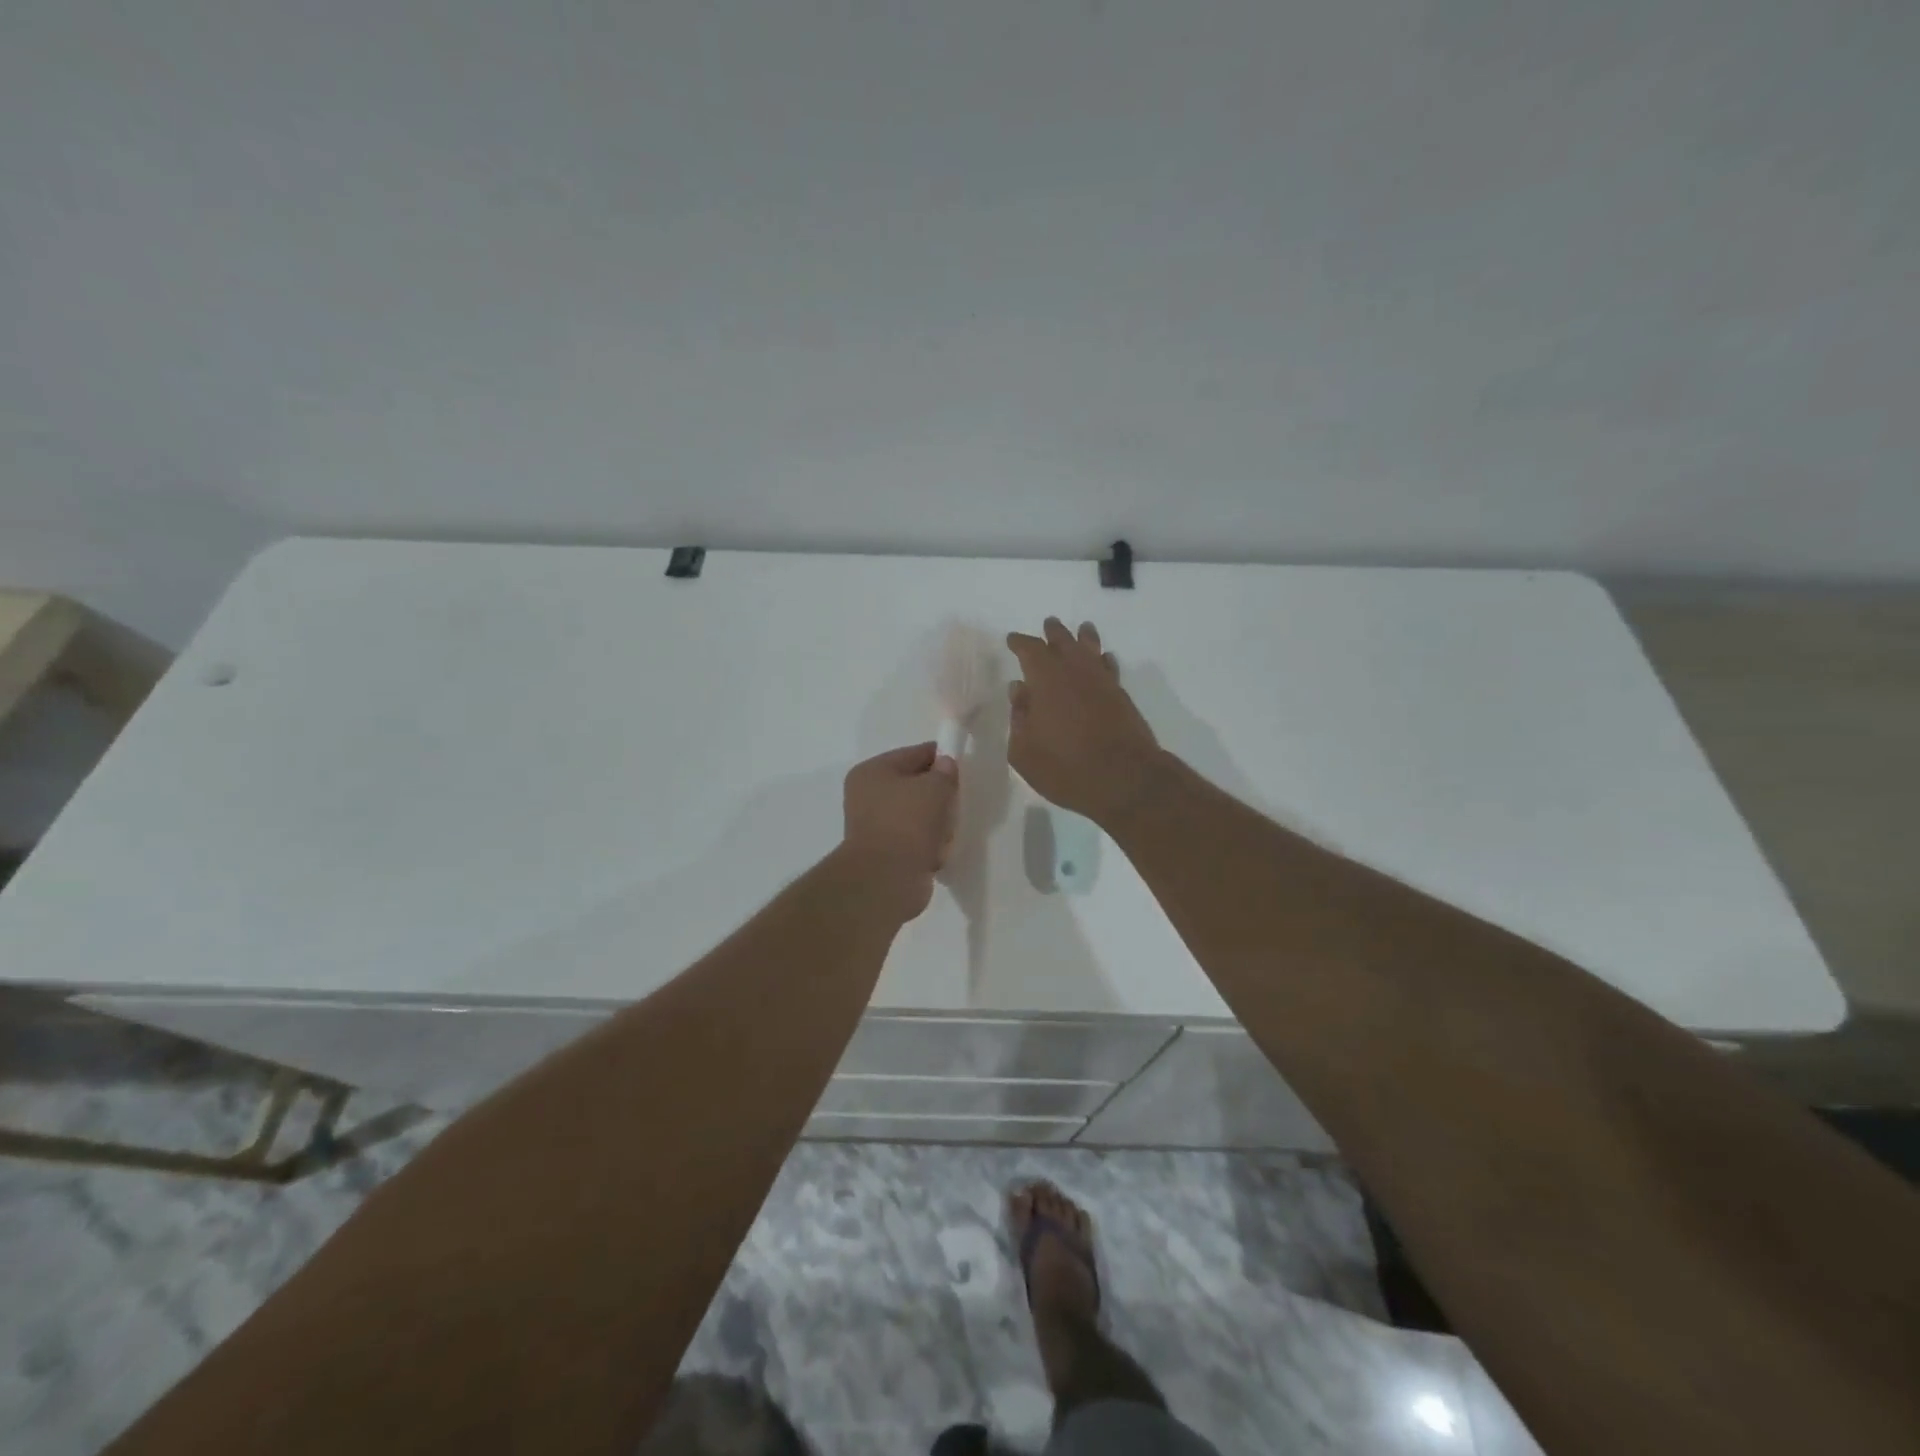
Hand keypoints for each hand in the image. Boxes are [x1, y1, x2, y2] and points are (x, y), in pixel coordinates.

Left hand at [837, 742, 959, 922]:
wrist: (887, 879)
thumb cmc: (908, 822)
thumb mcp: (934, 787)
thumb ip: (944, 771)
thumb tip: (945, 764)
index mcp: (872, 772)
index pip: (913, 754)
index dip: (940, 757)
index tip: (963, 767)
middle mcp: (866, 796)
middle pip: (914, 786)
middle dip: (938, 795)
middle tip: (957, 801)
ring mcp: (873, 827)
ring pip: (916, 815)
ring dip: (935, 822)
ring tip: (948, 831)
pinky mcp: (884, 854)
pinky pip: (914, 840)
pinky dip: (928, 845)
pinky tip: (939, 851)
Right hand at [1005, 618, 1161, 824]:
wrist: (1124, 780)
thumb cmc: (1065, 767)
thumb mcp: (1024, 751)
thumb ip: (1018, 717)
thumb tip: (1019, 690)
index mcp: (1045, 679)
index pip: (1030, 650)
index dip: (1020, 643)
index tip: (1012, 640)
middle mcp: (1075, 671)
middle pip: (1064, 641)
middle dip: (1053, 632)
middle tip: (1049, 624)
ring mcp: (1102, 682)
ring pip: (1091, 649)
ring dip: (1084, 637)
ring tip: (1082, 629)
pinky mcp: (1122, 697)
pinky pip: (1110, 667)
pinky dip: (1103, 660)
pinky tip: (1103, 660)